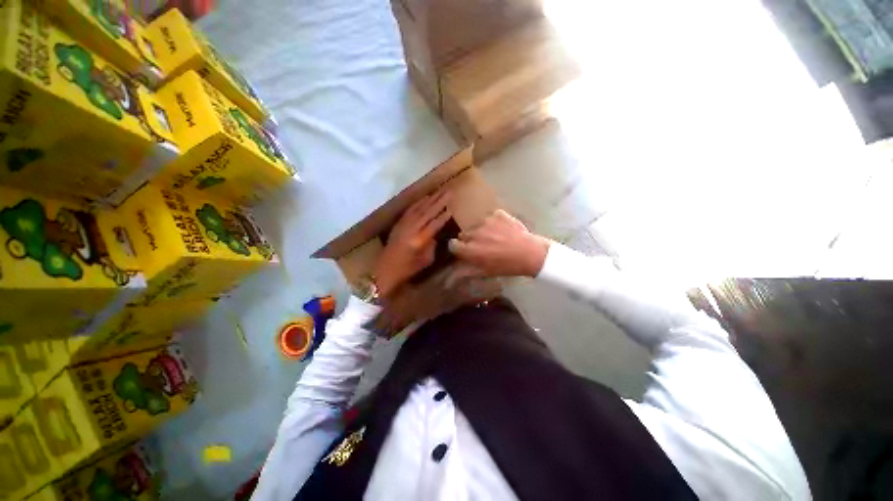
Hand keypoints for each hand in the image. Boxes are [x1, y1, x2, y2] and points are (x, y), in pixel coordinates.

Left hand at [373, 190, 452, 296]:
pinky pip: (410, 210)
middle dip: (439, 201)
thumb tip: (435, 234)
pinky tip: (425, 198)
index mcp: (420, 240)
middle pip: (428, 212)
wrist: (385, 269)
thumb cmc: (408, 268)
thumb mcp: (425, 260)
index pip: (434, 224)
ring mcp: (404, 225)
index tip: (451, 208)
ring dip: (430, 199)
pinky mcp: (399, 223)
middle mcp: (412, 230)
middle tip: (449, 192)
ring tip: (440, 191)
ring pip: (419, 209)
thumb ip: (432, 245)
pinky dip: (418, 203)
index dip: (443, 216)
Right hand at [448, 210, 549, 277]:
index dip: (459, 248)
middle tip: (483, 246)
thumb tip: (453, 274)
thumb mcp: (486, 272)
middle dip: (470, 240)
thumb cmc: (507, 266)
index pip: (452, 245)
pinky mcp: (497, 214)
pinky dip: (495, 223)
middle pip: (464, 234)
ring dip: (482, 231)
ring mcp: (486, 222)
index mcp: (470, 250)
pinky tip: (504, 230)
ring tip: (496, 238)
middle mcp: (474, 234)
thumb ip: (467, 270)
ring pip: (477, 225)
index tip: (466, 250)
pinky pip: (490, 217)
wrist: (530, 253)